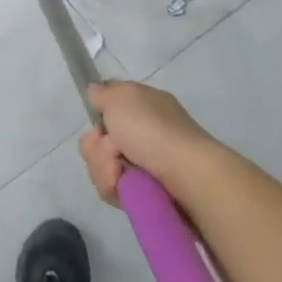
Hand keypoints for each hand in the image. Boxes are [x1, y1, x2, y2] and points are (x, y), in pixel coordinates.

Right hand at [78, 79, 215, 203]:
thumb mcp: (121, 97)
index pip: (108, 106)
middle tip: (112, 149)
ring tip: (119, 171)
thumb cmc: (152, 130)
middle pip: (98, 139)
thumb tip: (95, 93)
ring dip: (103, 166)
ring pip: (101, 163)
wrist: (185, 175)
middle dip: (97, 146)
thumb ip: (101, 92)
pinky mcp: (142, 189)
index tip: (99, 121)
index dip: (98, 114)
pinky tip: (124, 185)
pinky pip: (112, 186)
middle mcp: (142, 132)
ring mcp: (142, 162)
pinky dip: (114, 185)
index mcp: (142, 106)